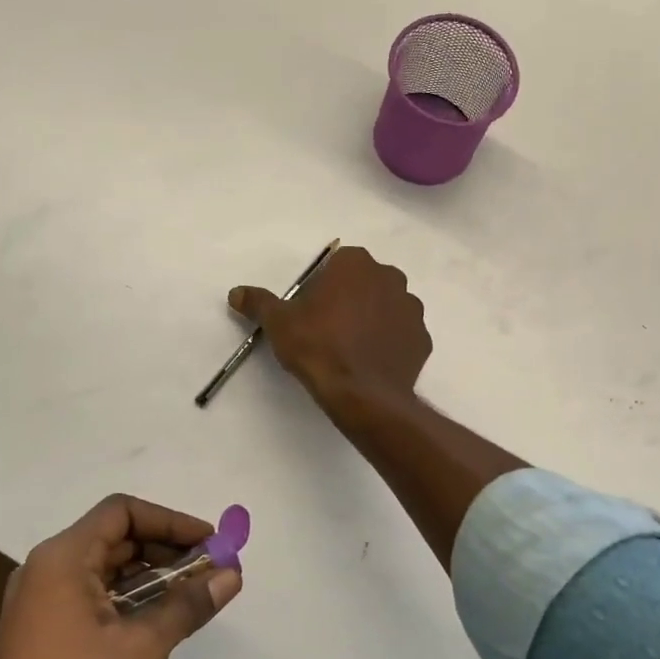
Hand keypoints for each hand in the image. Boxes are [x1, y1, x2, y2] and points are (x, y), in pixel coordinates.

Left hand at [0, 495, 241, 658]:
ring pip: (104, 569)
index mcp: (63, 557)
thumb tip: (232, 573)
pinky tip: (156, 622)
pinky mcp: (40, 632)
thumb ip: (188, 604)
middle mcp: (46, 568)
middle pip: (114, 537)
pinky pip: (90, 596)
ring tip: (191, 595)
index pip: (123, 511)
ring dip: (149, 576)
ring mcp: (39, 602)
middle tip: (208, 569)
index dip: (170, 521)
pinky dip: (126, 599)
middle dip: (165, 549)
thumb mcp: (142, 648)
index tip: (209, 542)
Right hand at [231, 246, 430, 404]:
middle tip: (329, 329)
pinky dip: (390, 344)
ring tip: (352, 349)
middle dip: (351, 299)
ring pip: (387, 307)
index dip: (323, 286)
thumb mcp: (279, 323)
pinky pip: (403, 335)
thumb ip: (259, 303)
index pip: (338, 264)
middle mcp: (390, 277)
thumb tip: (236, 292)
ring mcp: (412, 308)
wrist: (362, 394)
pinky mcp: (423, 338)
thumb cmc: (318, 347)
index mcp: (355, 264)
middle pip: (365, 282)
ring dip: (373, 319)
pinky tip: (372, 363)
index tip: (312, 310)